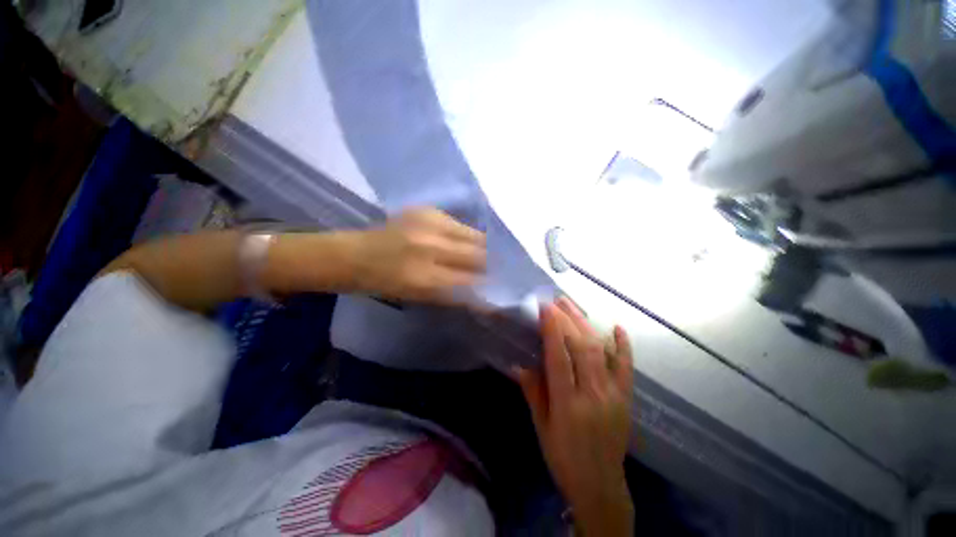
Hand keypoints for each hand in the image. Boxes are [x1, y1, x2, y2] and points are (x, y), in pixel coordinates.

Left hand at [350, 208, 485, 303]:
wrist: (354, 255)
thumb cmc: (385, 283)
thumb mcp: (419, 297)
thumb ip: (453, 293)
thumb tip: (483, 290)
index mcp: (425, 277)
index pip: (472, 280)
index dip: (489, 283)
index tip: (500, 284)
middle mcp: (430, 247)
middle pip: (478, 252)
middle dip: (490, 261)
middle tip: (496, 267)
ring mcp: (428, 224)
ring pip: (473, 234)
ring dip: (482, 245)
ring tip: (484, 252)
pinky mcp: (425, 209)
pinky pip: (458, 223)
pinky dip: (465, 234)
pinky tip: (463, 240)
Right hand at [516, 298, 633, 536]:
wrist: (600, 485)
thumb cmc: (563, 457)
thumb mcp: (541, 427)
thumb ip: (533, 392)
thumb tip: (519, 363)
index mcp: (567, 404)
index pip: (559, 357)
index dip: (552, 329)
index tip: (545, 308)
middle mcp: (593, 395)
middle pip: (581, 348)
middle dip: (567, 320)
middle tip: (556, 301)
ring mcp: (613, 395)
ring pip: (601, 351)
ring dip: (586, 324)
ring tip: (572, 306)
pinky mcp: (626, 397)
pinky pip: (627, 367)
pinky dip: (623, 346)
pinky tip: (617, 328)